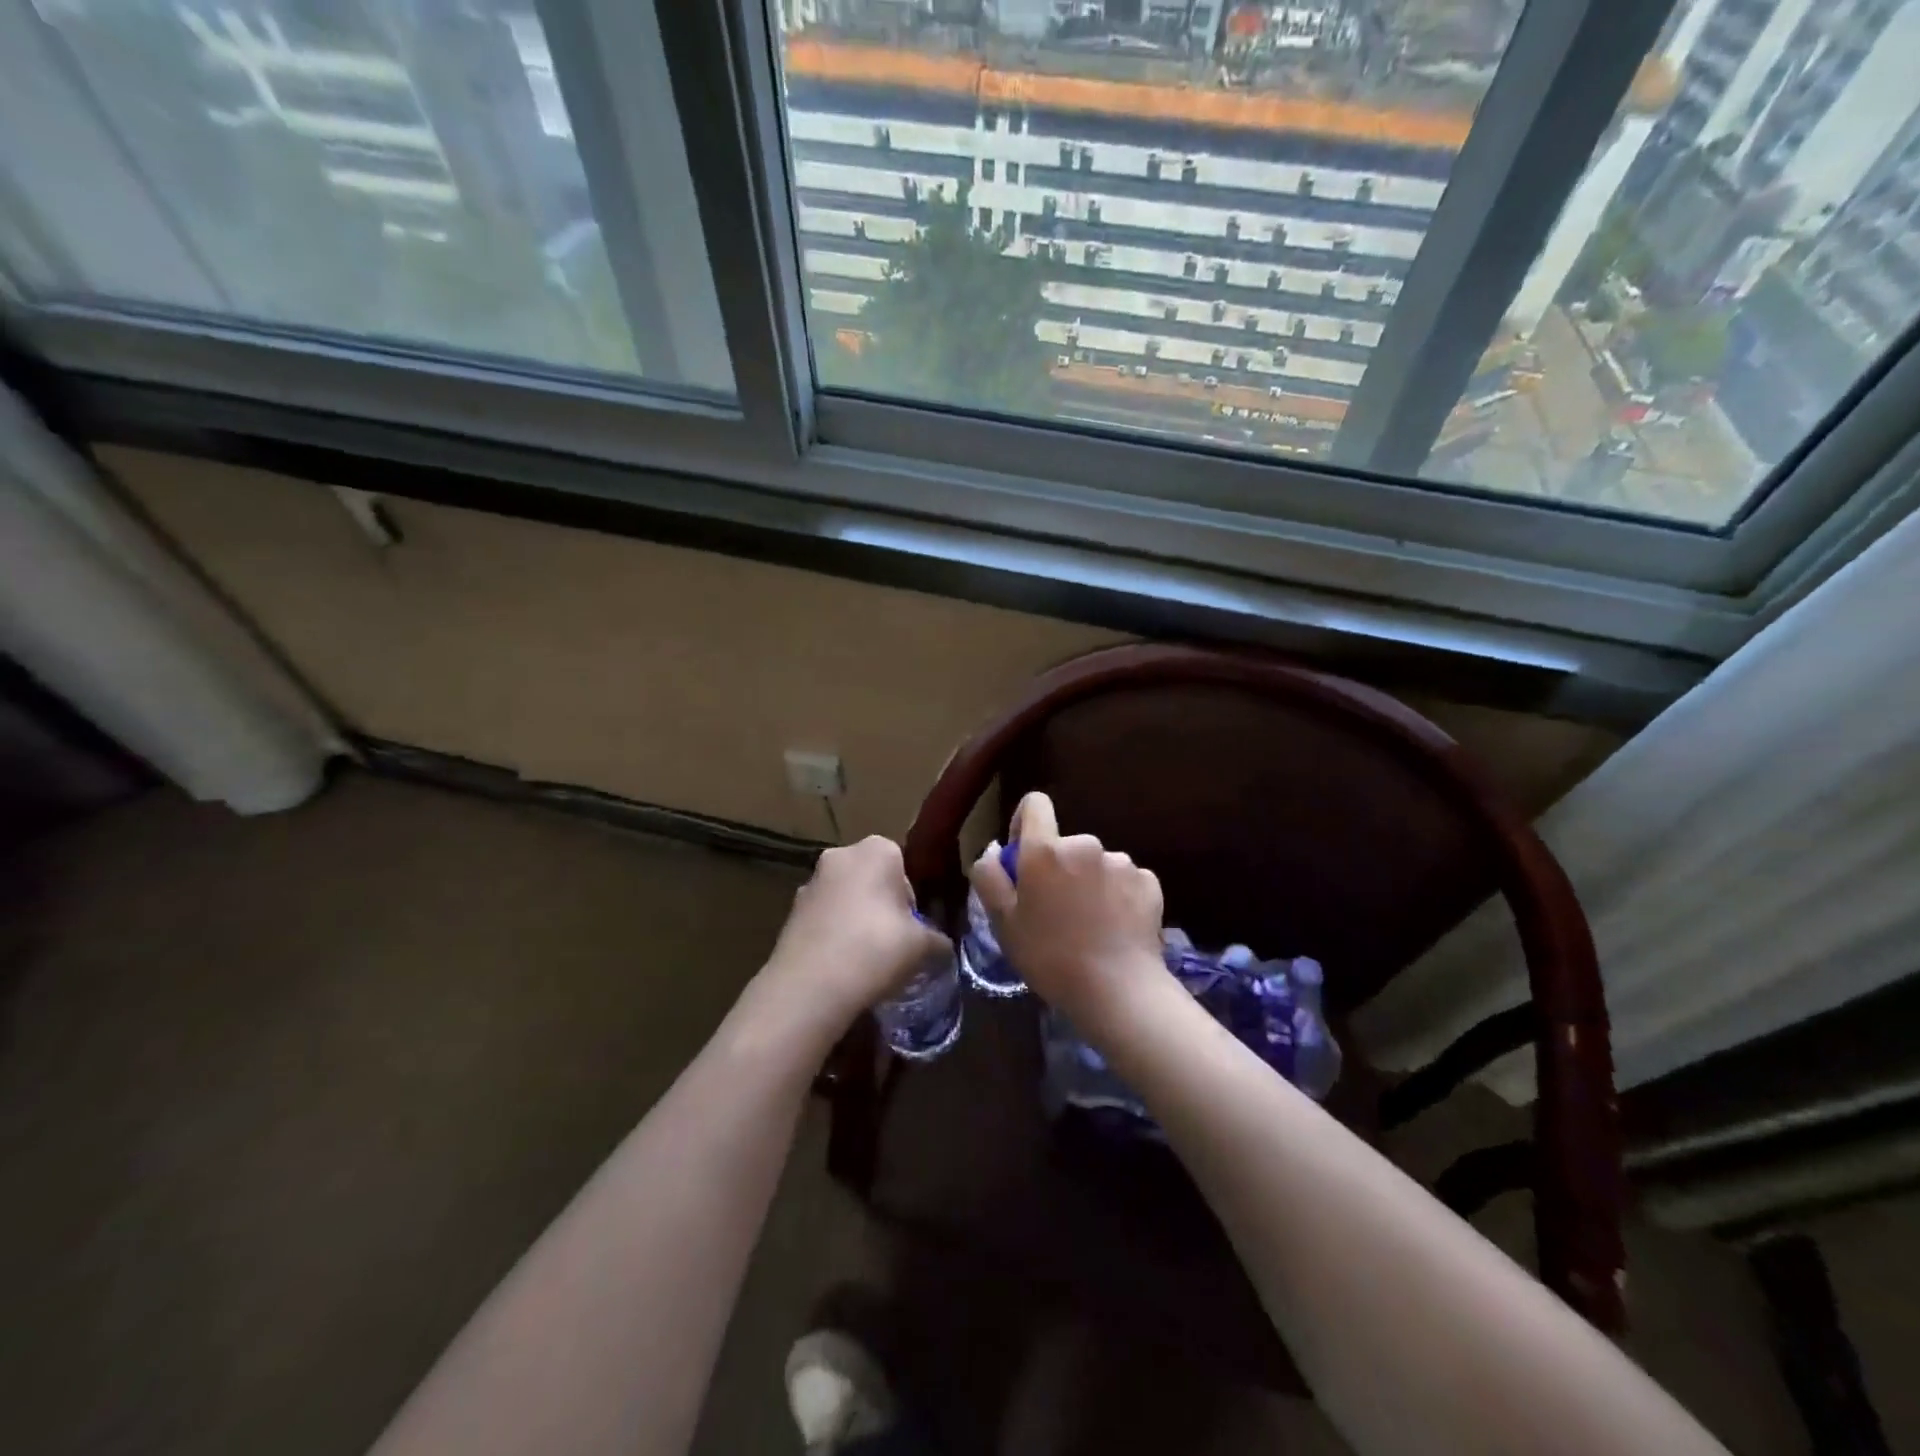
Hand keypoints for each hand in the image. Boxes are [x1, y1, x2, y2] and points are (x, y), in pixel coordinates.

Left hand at [759, 836, 948, 1037]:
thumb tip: (943, 947)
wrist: (811, 984)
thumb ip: (937, 940)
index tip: (912, 928)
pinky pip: (823, 918)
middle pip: (871, 879)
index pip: (903, 865)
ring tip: (866, 959)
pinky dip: (833, 934)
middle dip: (882, 906)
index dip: (911, 898)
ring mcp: (811, 882)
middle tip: (892, 943)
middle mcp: (841, 855)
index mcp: (877, 850)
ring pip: (845, 898)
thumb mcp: (923, 946)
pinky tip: (841, 966)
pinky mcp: (790, 911)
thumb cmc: (877, 948)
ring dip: (855, 919)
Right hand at [968, 792, 1167, 1033]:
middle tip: (1054, 912)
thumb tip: (994, 852)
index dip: (1025, 824)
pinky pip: (1124, 880)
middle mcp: (1086, 845)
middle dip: (1057, 867)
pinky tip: (1114, 929)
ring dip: (1088, 883)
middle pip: (1065, 844)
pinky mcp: (1149, 883)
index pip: (1035, 804)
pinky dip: (1117, 897)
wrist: (1119, 991)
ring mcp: (1122, 863)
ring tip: (1088, 926)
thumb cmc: (1050, 957)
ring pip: (1095, 864)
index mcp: (1046, 850)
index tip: (1023, 858)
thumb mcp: (1003, 922)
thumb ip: (989, 877)